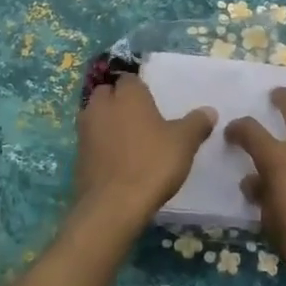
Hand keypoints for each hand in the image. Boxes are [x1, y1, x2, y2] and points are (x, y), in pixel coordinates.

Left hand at [73, 74, 215, 230]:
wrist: (113, 206)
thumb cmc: (152, 164)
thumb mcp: (184, 142)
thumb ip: (196, 123)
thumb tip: (208, 111)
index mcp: (127, 95)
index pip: (130, 79)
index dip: (140, 89)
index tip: (153, 104)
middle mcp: (101, 106)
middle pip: (107, 94)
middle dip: (119, 102)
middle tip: (141, 120)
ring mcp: (85, 131)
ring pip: (96, 117)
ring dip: (108, 123)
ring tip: (130, 141)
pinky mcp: (77, 155)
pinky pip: (91, 141)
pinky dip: (101, 146)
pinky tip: (117, 161)